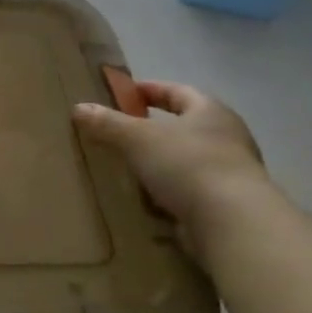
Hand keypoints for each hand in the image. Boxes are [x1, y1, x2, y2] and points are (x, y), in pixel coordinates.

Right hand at [73, 82, 271, 257]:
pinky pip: (192, 191)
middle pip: (186, 126)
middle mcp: (227, 137)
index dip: (150, 90)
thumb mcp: (137, 138)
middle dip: (155, 129)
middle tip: (123, 133)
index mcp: (210, 112)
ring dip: (162, 164)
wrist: (232, 223)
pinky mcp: (229, 206)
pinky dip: (171, 193)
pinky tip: (148, 201)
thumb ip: (108, 123)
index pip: (178, 91)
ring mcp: (232, 173)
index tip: (125, 94)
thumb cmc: (187, 164)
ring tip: (130, 169)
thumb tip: (79, 107)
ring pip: (188, 160)